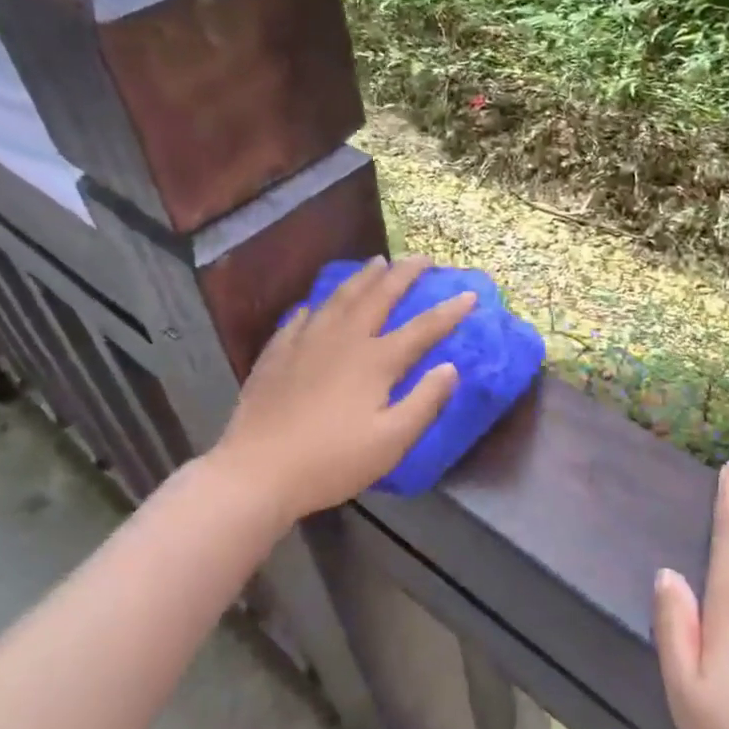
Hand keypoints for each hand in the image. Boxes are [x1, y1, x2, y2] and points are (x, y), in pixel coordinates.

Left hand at [213, 255, 474, 525]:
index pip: (422, 328)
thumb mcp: (391, 441)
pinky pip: (301, 318)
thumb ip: (425, 402)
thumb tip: (451, 367)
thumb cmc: (332, 461)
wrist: (258, 470)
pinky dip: (316, 305)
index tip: (470, 295)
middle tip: (421, 258)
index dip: (449, 312)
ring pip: (340, 298)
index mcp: (375, 361)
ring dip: (362, 278)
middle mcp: (343, 340)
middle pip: (379, 297)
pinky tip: (316, 305)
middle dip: (404, 275)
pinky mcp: (277, 354)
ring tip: (376, 263)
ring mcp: (306, 342)